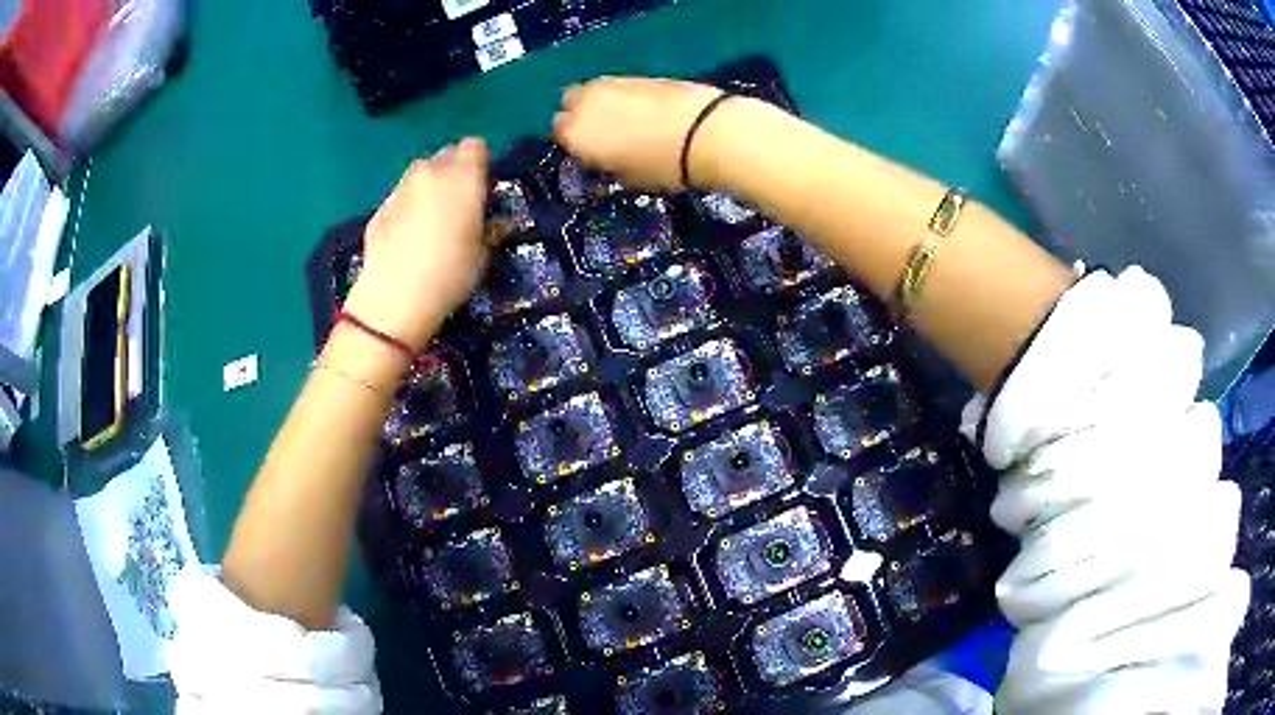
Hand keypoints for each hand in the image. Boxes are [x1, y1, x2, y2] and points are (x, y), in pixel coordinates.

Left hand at [344, 138, 490, 349]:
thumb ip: (490, 228)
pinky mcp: (379, 208)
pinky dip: (408, 208)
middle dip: (455, 172)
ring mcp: (400, 188)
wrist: (394, 298)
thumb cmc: (450, 274)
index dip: (482, 163)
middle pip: (447, 156)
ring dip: (430, 188)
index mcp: (462, 176)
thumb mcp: (483, 255)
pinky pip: (401, 198)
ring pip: (421, 175)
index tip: (484, 189)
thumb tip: (495, 222)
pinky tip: (408, 240)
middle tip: (460, 205)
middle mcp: (429, 172)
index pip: (475, 146)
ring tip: (432, 222)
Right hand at [553, 77, 729, 190]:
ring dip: (601, 101)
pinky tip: (642, 107)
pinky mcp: (636, 73)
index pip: (559, 132)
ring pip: (592, 89)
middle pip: (571, 103)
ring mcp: (610, 83)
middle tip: (604, 130)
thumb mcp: (628, 178)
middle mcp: (584, 104)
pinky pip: (617, 84)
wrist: (705, 132)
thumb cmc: (663, 166)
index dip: (575, 141)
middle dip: (582, 114)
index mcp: (575, 134)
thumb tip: (605, 157)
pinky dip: (623, 94)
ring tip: (624, 118)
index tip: (591, 149)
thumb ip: (606, 164)